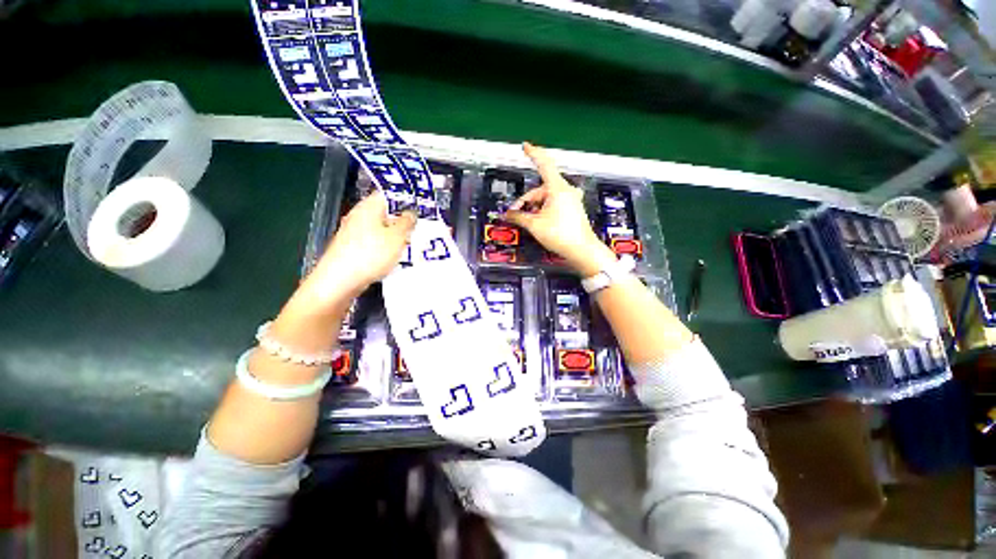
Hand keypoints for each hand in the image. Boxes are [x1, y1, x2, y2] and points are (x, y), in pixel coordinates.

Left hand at [298, 190, 416, 309]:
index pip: (389, 194)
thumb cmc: (370, 254)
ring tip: (412, 244)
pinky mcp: (353, 249)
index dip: (406, 200)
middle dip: (403, 220)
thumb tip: (411, 213)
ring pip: (381, 229)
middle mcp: (359, 216)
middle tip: (420, 229)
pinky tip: (396, 257)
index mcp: (368, 207)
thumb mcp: (397, 237)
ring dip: (396, 235)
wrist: (340, 281)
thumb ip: (407, 222)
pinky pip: (375, 242)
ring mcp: (354, 233)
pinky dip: (387, 247)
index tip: (421, 209)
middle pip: (385, 212)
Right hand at [504, 143, 615, 276]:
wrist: (581, 250)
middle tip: (514, 213)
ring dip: (534, 207)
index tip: (525, 146)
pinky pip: (553, 203)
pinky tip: (537, 221)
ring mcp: (570, 199)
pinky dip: (543, 209)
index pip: (544, 164)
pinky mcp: (572, 208)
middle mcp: (565, 190)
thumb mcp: (535, 225)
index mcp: (557, 188)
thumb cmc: (560, 235)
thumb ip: (518, 217)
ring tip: (526, 221)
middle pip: (540, 188)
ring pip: (546, 197)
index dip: (533, 153)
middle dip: (526, 201)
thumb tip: (507, 215)